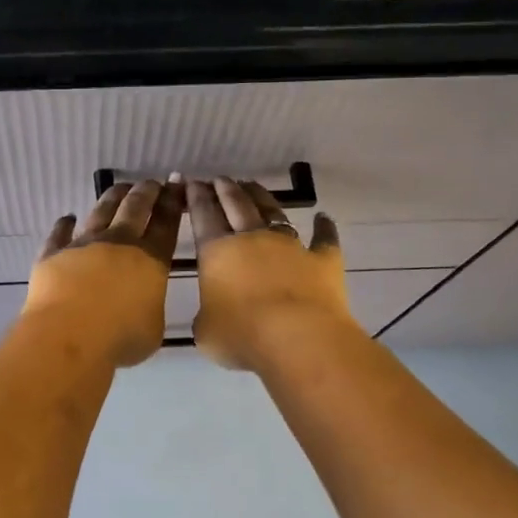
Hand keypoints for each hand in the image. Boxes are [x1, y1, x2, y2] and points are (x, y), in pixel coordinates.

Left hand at [22, 178, 183, 366]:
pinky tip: (68, 217)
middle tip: (152, 183)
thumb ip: (150, 307)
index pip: (165, 223)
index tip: (176, 185)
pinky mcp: (53, 254)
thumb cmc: (121, 338)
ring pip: (100, 211)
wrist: (69, 336)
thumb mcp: (153, 329)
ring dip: (112, 197)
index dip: (172, 202)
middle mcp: (118, 243)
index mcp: (150, 259)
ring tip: (119, 188)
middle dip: (146, 192)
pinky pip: (59, 234)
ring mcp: (83, 245)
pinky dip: (64, 224)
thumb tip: (143, 303)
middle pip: (135, 208)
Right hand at [188, 178, 355, 370]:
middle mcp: (252, 239)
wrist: (298, 339)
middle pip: (237, 205)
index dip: (196, 197)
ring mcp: (291, 246)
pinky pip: (325, 239)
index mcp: (217, 251)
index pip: (203, 216)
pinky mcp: (323, 260)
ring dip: (262, 197)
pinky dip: (324, 228)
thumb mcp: (206, 331)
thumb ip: (207, 316)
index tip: (192, 182)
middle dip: (226, 189)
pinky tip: (324, 218)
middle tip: (220, 178)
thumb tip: (213, 314)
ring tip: (252, 185)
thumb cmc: (242, 336)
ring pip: (274, 212)